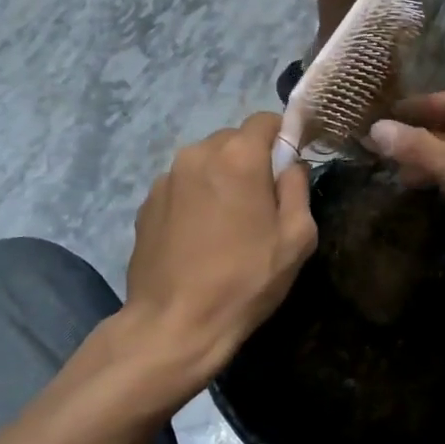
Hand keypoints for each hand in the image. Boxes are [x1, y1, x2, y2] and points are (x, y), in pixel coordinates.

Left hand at [121, 112, 316, 401]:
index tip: (289, 168)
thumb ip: (298, 188)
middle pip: (233, 139)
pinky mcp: (146, 202)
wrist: (174, 324)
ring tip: (227, 223)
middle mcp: (197, 153)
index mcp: (238, 156)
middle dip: (251, 160)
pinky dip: (196, 197)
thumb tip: (291, 165)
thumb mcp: (296, 238)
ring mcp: (166, 177)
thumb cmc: (245, 280)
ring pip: (205, 161)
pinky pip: (182, 184)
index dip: (283, 138)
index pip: (265, 120)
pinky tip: (199, 236)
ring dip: (221, 178)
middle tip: (260, 202)